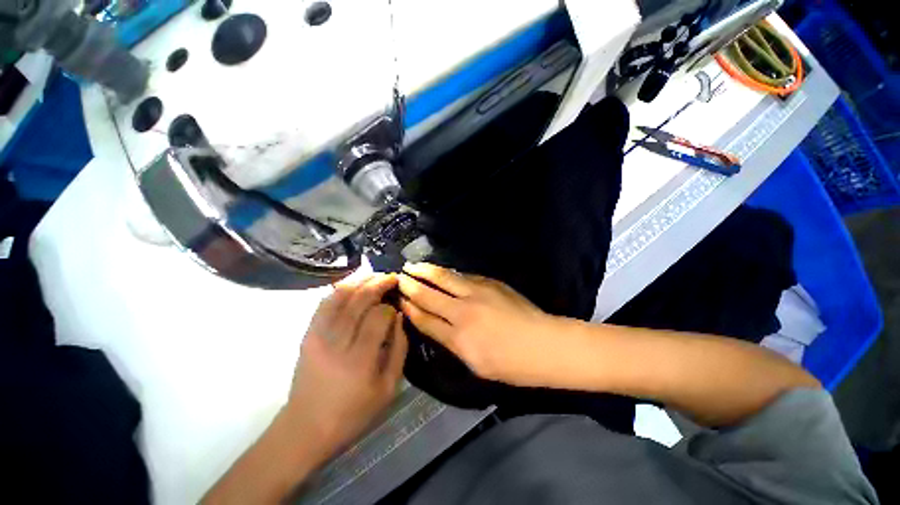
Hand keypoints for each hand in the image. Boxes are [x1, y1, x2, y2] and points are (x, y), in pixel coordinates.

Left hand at [285, 273, 407, 453]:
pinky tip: (354, 285)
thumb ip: (399, 349)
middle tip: (392, 278)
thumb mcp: (388, 388)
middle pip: (360, 300)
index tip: (398, 306)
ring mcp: (318, 335)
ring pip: (340, 295)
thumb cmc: (353, 413)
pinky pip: (324, 303)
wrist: (306, 428)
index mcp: (360, 359)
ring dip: (361, 281)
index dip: (391, 306)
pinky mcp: (308, 334)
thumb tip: (400, 317)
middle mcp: (337, 341)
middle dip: (379, 283)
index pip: (379, 316)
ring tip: (376, 276)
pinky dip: (340, 289)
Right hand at [398, 263, 559, 385]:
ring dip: (426, 271)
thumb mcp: (476, 363)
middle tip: (398, 276)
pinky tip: (442, 271)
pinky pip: (463, 276)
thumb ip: (453, 342)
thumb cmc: (512, 365)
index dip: (409, 307)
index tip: (399, 299)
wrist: (545, 344)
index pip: (424, 319)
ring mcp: (477, 293)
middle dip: (411, 284)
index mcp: (458, 338)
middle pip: (429, 295)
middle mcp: (463, 311)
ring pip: (444, 278)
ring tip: (413, 265)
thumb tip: (438, 324)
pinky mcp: (490, 283)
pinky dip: (449, 273)